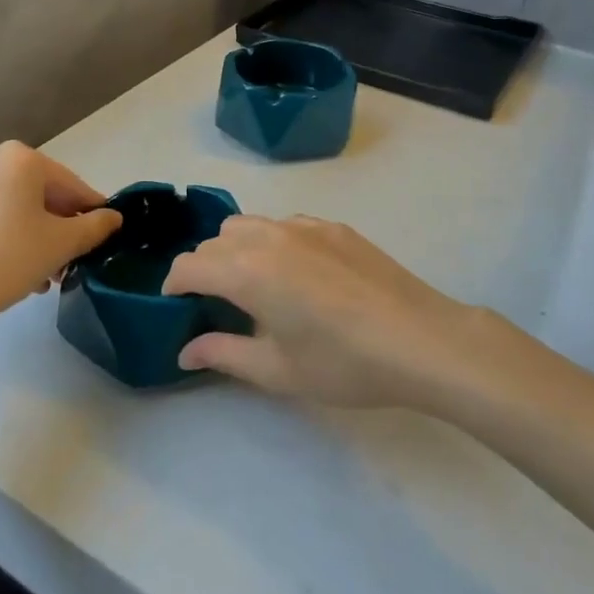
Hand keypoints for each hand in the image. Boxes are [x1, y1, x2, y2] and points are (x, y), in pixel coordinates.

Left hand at [0, 143, 121, 341]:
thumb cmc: (9, 258)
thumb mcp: (63, 244)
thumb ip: (95, 226)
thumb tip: (114, 217)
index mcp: (19, 158)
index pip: (69, 183)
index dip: (91, 210)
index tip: (103, 234)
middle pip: (36, 193)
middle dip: (56, 226)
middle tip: (69, 260)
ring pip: (6, 207)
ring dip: (28, 234)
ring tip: (40, 275)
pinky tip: (6, 271)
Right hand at [164, 215, 480, 409]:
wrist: (419, 339)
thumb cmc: (342, 362)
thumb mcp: (277, 370)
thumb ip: (223, 354)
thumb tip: (185, 350)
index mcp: (247, 270)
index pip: (189, 265)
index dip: (174, 286)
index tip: (176, 307)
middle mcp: (269, 236)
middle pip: (216, 240)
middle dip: (203, 267)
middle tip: (215, 304)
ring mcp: (305, 225)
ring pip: (250, 224)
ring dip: (236, 248)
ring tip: (253, 285)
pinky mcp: (334, 226)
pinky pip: (286, 224)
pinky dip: (273, 241)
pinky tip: (297, 275)